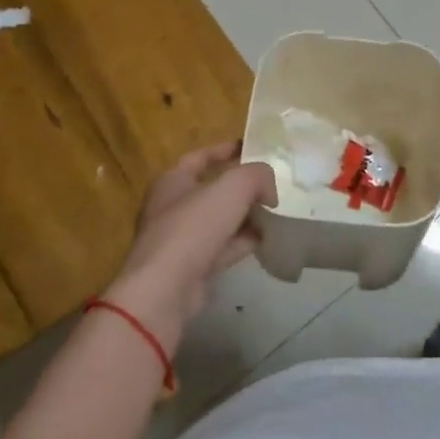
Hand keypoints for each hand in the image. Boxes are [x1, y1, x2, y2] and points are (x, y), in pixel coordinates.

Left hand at [104, 142, 275, 350]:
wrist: (165, 290)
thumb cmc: (193, 227)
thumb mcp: (233, 187)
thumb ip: (257, 176)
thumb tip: (269, 189)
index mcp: (172, 181)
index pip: (201, 157)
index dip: (226, 149)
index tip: (252, 148)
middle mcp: (171, 208)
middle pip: (212, 190)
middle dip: (241, 187)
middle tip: (269, 184)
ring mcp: (180, 241)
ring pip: (219, 221)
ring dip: (245, 216)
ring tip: (274, 212)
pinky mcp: (190, 268)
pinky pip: (222, 248)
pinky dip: (242, 242)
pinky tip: (265, 240)